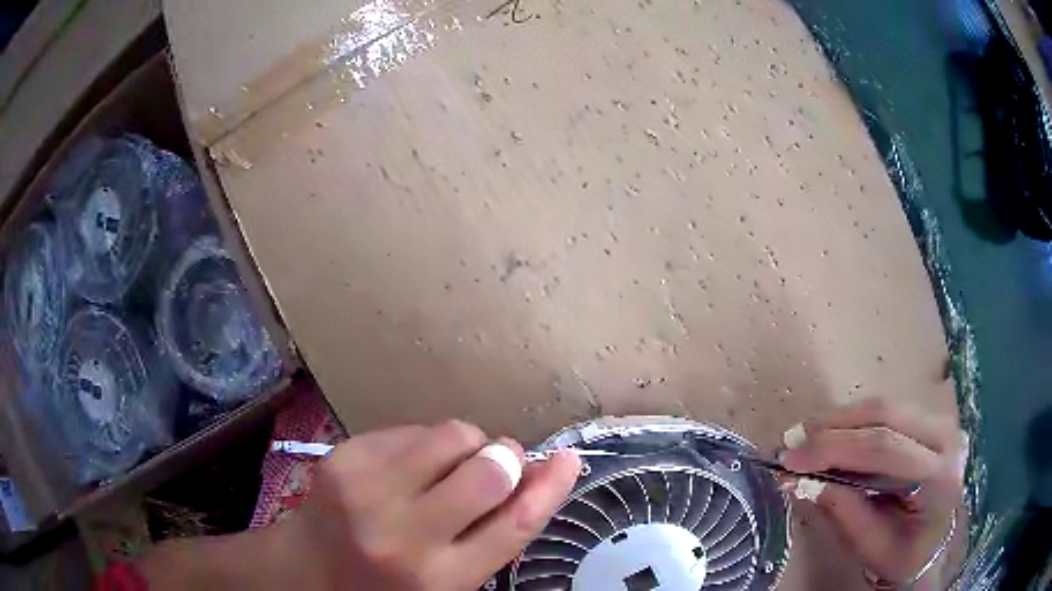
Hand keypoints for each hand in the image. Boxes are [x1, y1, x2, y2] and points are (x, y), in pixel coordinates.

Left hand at [287, 421, 580, 590]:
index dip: (551, 487)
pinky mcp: (345, 455)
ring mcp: (367, 489)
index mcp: (439, 578)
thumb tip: (540, 474)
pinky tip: (409, 467)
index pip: (515, 524)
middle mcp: (404, 534)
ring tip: (447, 468)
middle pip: (488, 471)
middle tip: (497, 466)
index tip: (569, 459)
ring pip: (454, 435)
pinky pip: (415, 428)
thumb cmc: (387, 584)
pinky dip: (427, 443)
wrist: (307, 571)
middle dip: (505, 459)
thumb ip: (494, 535)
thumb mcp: (449, 580)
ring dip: (468, 445)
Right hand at [778, 399, 966, 587]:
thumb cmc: (904, 555)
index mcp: (938, 475)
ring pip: (885, 407)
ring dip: (840, 420)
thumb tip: (799, 480)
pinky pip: (888, 411)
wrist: (934, 544)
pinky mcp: (930, 420)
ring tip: (804, 437)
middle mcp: (946, 437)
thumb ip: (841, 510)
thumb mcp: (870, 545)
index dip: (834, 449)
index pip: (885, 448)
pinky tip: (831, 434)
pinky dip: (854, 421)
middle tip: (790, 440)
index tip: (790, 459)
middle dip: (833, 427)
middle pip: (885, 416)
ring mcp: (941, 422)